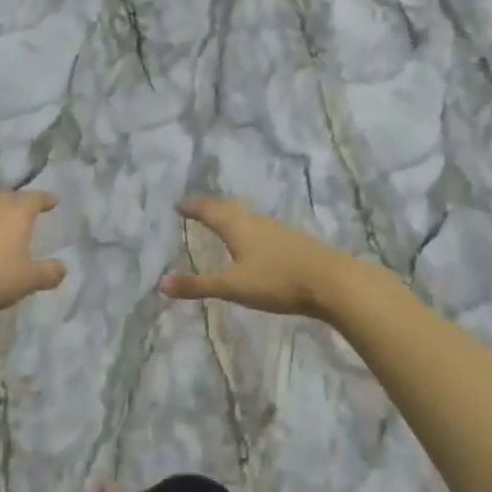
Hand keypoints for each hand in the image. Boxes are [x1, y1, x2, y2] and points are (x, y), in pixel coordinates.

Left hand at [0, 191, 65, 318]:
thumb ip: (48, 273)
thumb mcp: (28, 280)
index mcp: (16, 213)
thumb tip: (62, 268)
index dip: (45, 199)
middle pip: (10, 197)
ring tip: (1, 224)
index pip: (35, 198)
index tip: (53, 201)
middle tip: (27, 209)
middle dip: (20, 202)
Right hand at [158, 198, 353, 316]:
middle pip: (229, 208)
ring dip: (232, 216)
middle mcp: (255, 222)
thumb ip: (198, 286)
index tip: (178, 204)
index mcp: (237, 227)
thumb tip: (160, 283)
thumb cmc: (276, 280)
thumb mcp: (232, 286)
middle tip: (197, 208)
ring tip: (223, 221)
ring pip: (248, 217)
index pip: (209, 211)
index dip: (193, 207)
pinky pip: (262, 228)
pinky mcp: (293, 243)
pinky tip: (256, 242)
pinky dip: (249, 229)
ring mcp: (277, 231)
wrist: (331, 282)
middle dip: (211, 207)